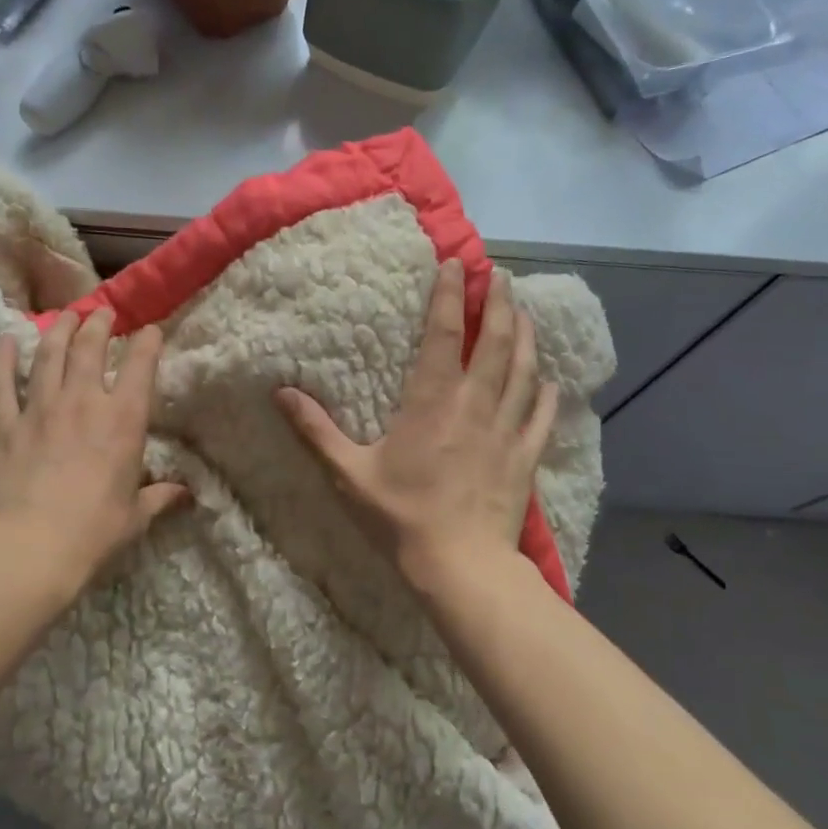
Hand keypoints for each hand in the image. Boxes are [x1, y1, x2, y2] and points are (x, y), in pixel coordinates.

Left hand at [0, 309, 186, 594]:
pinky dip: (1, 359)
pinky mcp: (4, 424)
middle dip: (98, 324)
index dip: (147, 342)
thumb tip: (185, 493)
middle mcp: (83, 402)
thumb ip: (160, 497)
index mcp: (123, 420)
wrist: (32, 547)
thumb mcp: (136, 516)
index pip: (140, 366)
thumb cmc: (94, 532)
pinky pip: (0, 383)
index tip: (150, 329)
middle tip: (101, 312)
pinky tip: (4, 340)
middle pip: (89, 347)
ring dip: (57, 330)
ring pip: (48, 355)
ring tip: (64, 315)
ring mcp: (39, 408)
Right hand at [275, 260, 554, 587]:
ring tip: (525, 312)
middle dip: (499, 303)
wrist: (460, 564)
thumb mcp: (348, 474)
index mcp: (431, 400)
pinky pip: (541, 416)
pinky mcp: (525, 457)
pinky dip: (545, 393)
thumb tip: (280, 394)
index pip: (443, 333)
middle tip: (501, 277)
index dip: (451, 294)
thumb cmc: (400, 516)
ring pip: (524, 370)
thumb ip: (315, 431)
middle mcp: (474, 403)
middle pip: (495, 341)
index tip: (458, 264)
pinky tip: (548, 382)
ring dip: (526, 336)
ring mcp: (506, 429)